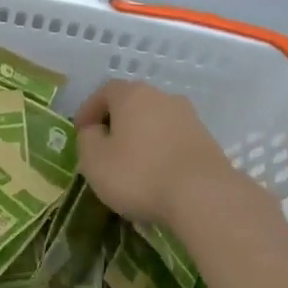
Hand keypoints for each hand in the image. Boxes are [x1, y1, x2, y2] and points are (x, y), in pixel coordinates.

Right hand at [74, 80, 243, 231]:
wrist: (203, 195)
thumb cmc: (139, 174)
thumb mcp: (94, 160)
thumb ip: (87, 140)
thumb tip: (95, 131)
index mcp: (133, 95)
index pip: (105, 91)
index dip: (89, 110)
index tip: (81, 132)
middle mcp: (163, 97)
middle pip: (132, 104)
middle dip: (116, 123)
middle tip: (105, 148)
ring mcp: (189, 117)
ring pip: (155, 122)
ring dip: (141, 138)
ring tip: (131, 165)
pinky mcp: (206, 140)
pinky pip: (173, 140)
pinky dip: (161, 152)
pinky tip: (156, 175)